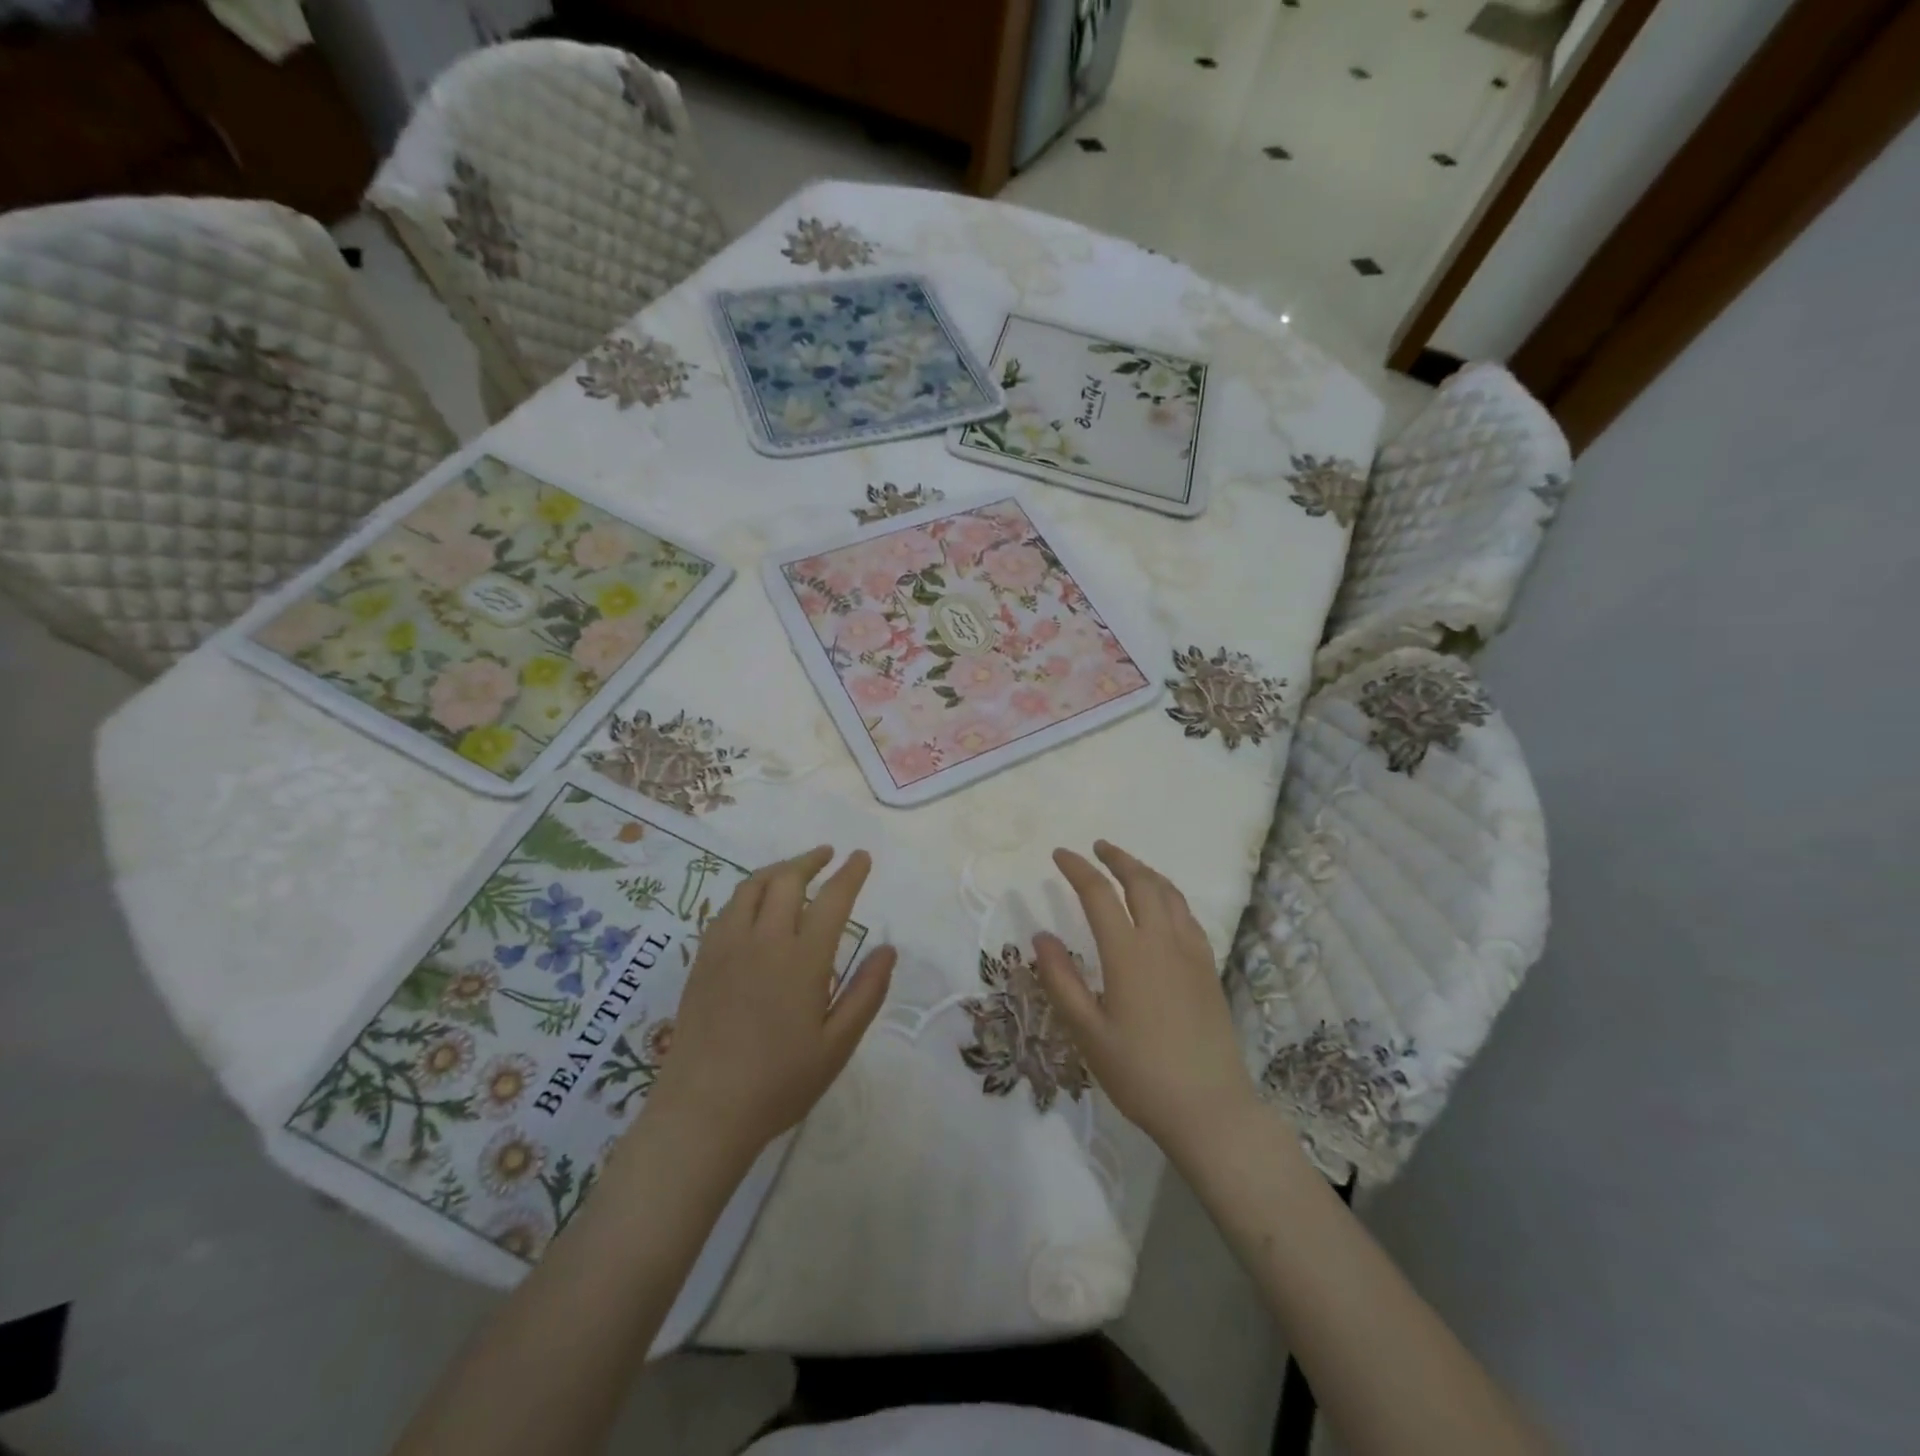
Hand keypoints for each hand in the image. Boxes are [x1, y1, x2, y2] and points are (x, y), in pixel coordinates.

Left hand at [641, 847, 894, 1165]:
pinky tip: (755, 906)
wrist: (703, 1111)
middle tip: (828, 856)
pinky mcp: (702, 960)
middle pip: (787, 880)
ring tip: (793, 870)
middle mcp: (764, 941)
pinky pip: (727, 909)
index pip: (832, 899)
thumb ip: (866, 993)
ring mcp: (727, 947)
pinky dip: (749, 894)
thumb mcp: (837, 1045)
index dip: (850, 873)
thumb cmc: (779, 1083)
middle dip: (811, 860)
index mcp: (802, 960)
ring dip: (778, 870)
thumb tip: (888, 949)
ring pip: (752, 887)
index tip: (861, 857)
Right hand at [1034, 841, 1259, 1157]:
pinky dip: (1169, 895)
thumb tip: (1041, 936)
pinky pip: (1188, 915)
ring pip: (1170, 893)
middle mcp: (1162, 941)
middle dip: (1117, 858)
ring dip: (1145, 872)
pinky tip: (1163, 906)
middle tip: (1098, 848)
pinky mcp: (1208, 968)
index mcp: (1128, 953)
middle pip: (1141, 882)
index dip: (1077, 869)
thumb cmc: (1139, 1073)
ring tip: (1128, 867)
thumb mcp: (1087, 1032)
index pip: (1098, 894)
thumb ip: (1061, 980)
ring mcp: (1191, 952)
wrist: (1209, 1108)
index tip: (1059, 855)